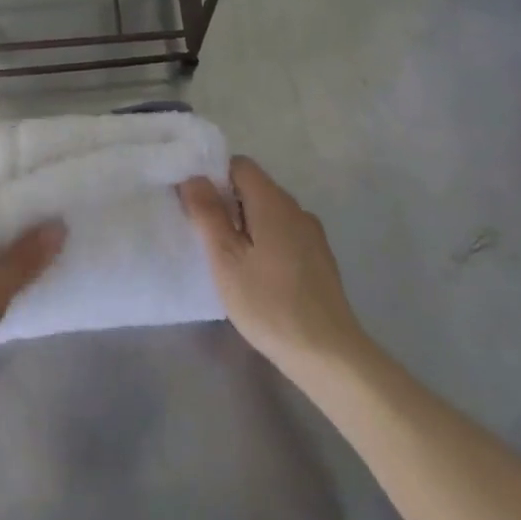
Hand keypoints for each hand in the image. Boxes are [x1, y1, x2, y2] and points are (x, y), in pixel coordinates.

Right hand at [179, 158, 363, 374]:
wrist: (327, 353)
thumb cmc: (268, 304)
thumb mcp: (225, 259)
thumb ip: (208, 214)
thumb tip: (193, 177)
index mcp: (273, 203)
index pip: (240, 165)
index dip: (213, 176)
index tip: (194, 204)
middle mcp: (297, 210)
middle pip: (255, 187)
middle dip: (226, 202)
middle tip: (203, 234)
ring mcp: (312, 235)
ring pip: (269, 212)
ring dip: (244, 224)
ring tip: (225, 257)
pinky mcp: (319, 258)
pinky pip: (283, 233)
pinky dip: (263, 240)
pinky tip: (254, 273)